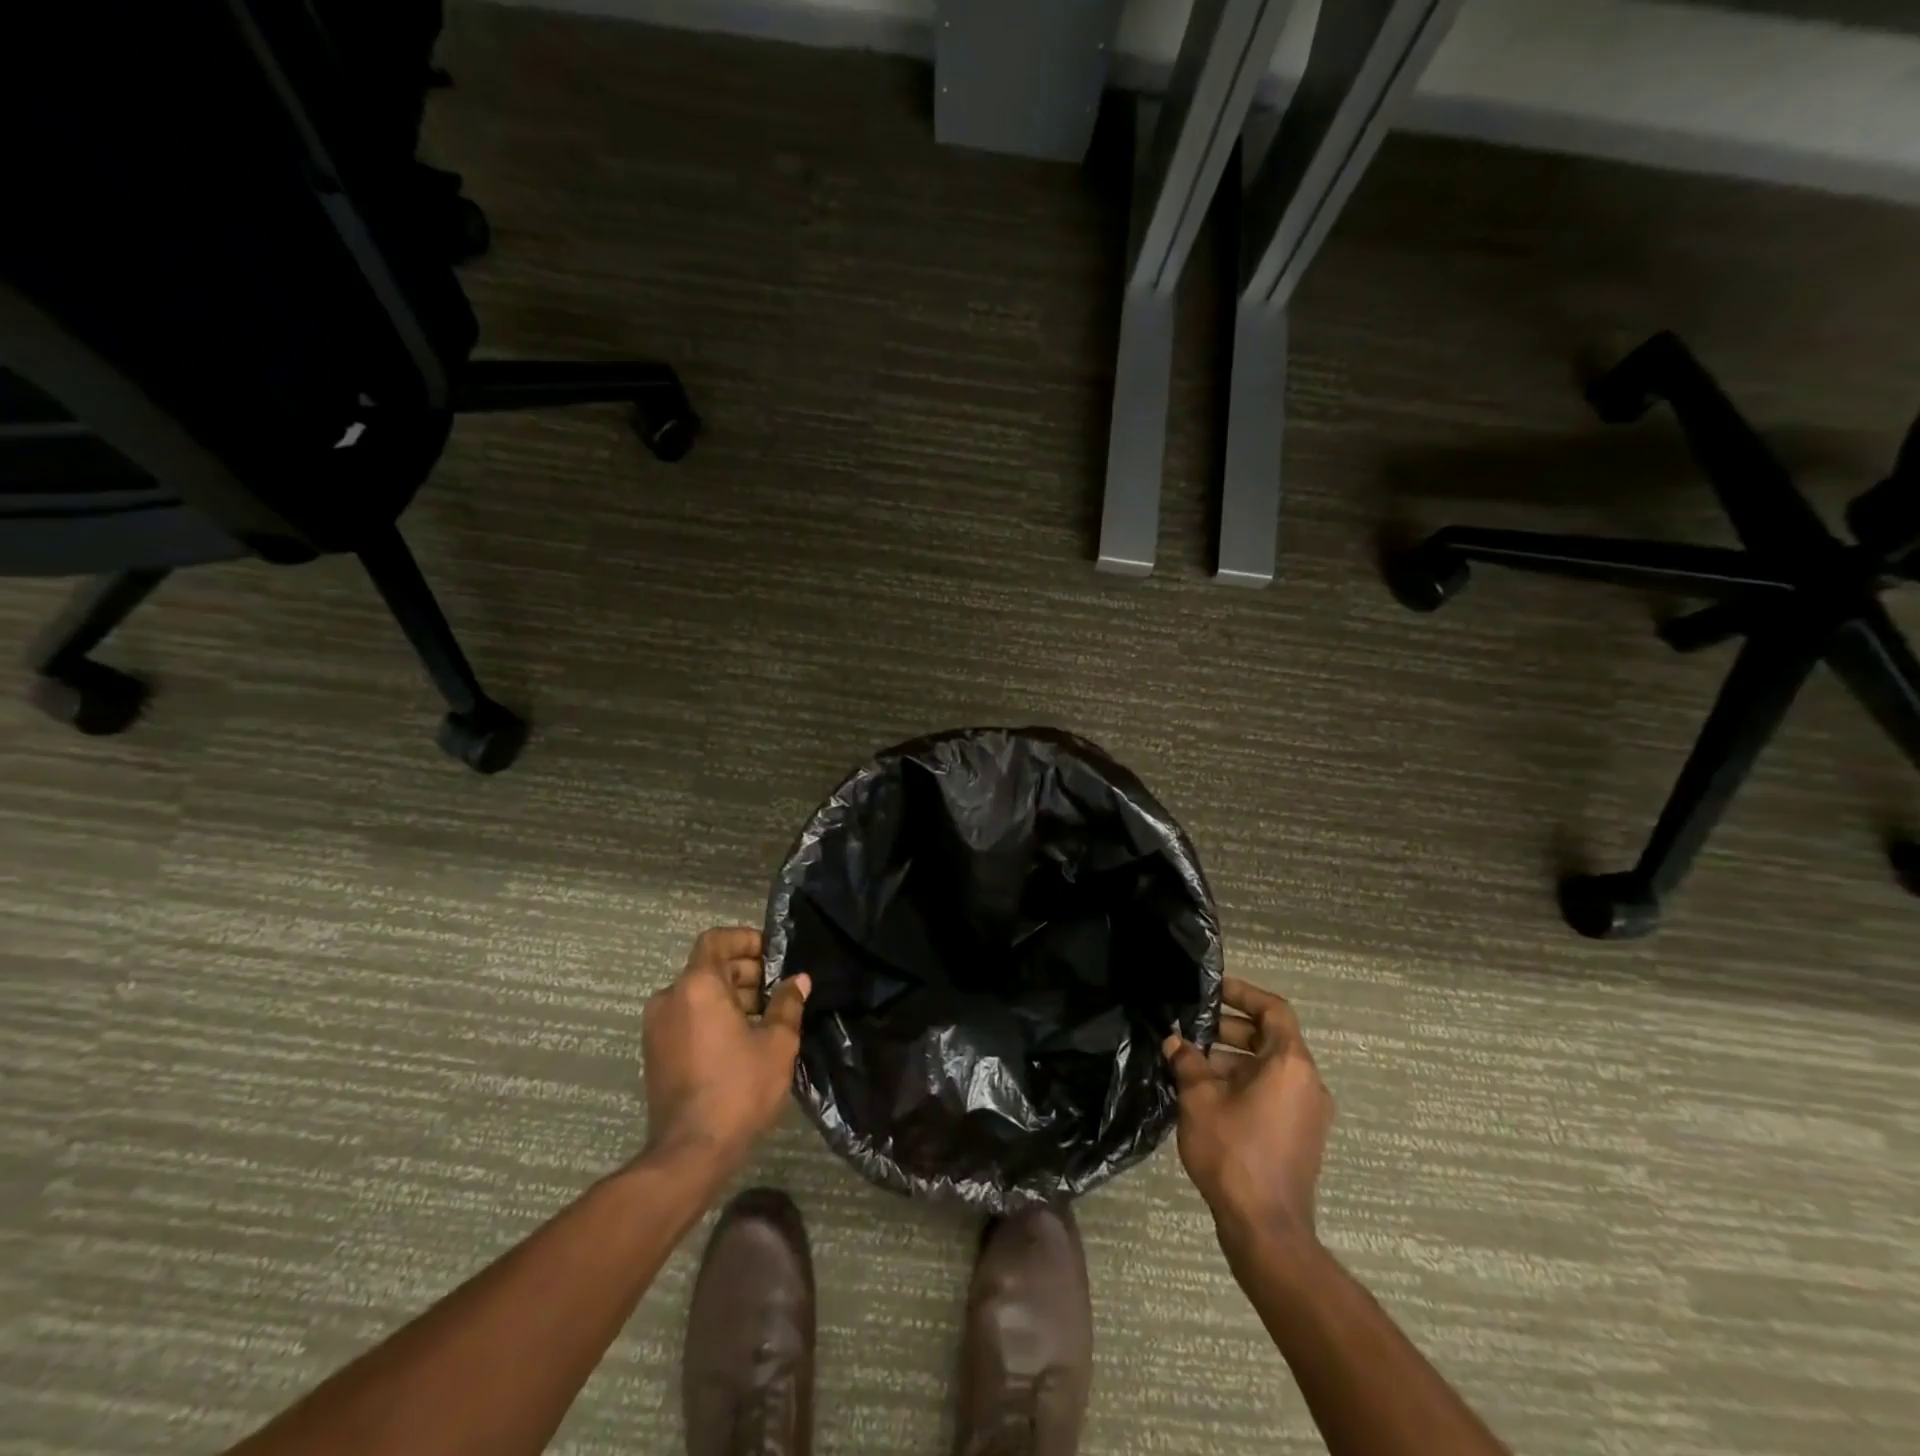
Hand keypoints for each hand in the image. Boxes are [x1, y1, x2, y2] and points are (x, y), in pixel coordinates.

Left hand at [640, 928, 809, 1171]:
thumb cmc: (738, 1088)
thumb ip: (787, 1004)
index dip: (744, 940)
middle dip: (745, 972)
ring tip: (766, 1017)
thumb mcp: (777, 1043)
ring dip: (731, 996)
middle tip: (778, 990)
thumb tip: (798, 980)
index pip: (716, 940)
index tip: (772, 954)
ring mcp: (657, 1027)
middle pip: (708, 967)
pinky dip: (713, 1016)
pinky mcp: (655, 1053)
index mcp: (697, 986)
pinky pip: (687, 1017)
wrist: (689, 1153)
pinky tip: (743, 1040)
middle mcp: (670, 998)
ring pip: (698, 994)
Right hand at [1163, 977, 1333, 1249]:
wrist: (1266, 1229)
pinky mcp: (1301, 1136)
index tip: (1213, 991)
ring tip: (1191, 1064)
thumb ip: (1188, 1062)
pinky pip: (1273, 1093)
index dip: (1243, 993)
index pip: (1274, 1010)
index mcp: (1290, 1064)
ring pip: (1269, 1068)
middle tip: (1192, 1029)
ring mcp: (1308, 1112)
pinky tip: (1207, 1095)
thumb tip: (1176, 1042)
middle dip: (1229, 1029)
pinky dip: (1244, 1083)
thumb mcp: (1199, 1099)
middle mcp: (1308, 1082)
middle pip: (1271, 1038)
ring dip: (1232, 1059)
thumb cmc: (1234, 1152)